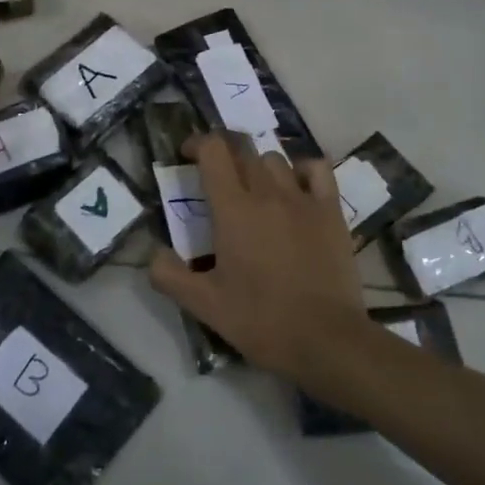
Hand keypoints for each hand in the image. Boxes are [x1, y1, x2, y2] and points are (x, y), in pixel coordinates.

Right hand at [148, 135, 368, 379]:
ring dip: (257, 166)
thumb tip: (153, 252)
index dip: (197, 143)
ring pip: (275, 159)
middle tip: (215, 174)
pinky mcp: (332, 211)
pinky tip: (295, 187)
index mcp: (233, 210)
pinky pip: (317, 170)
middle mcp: (267, 193)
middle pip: (243, 149)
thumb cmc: (261, 321)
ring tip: (252, 188)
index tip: (186, 155)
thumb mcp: (204, 305)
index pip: (213, 151)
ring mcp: (303, 199)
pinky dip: (302, 169)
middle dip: (224, 152)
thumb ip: (169, 275)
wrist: (326, 340)